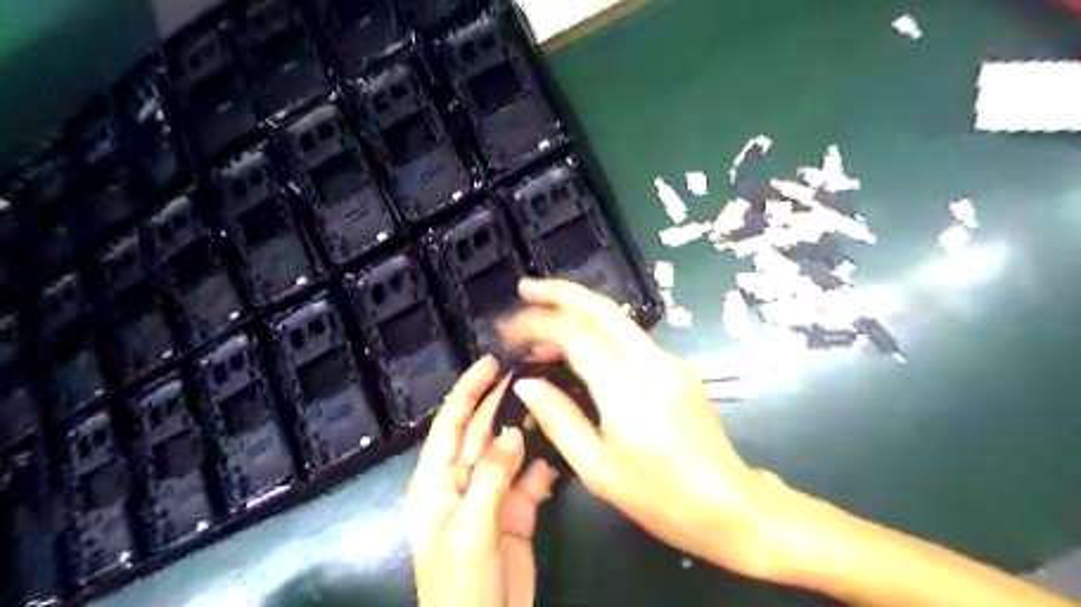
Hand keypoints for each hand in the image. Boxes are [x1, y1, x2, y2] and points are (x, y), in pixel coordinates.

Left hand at [406, 357, 556, 605]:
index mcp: (437, 482)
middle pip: (481, 432)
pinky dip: (544, 465)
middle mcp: (463, 482)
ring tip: (549, 401)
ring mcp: (492, 496)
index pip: (450, 425)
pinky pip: (530, 480)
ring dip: (526, 429)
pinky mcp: (517, 512)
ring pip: (509, 453)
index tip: (490, 363)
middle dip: (500, 402)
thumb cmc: (460, 585)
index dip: (467, 392)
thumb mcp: (469, 529)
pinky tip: (559, 449)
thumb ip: (491, 477)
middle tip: (529, 373)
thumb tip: (512, 433)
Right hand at [498, 278, 785, 577]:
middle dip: (560, 291)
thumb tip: (527, 383)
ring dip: (577, 311)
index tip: (508, 329)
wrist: (728, 504)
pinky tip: (577, 348)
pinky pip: (629, 338)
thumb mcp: (595, 467)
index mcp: (626, 385)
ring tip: (540, 322)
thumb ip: (558, 418)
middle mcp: (649, 359)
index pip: (574, 332)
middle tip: (525, 289)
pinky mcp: (675, 367)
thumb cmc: (659, 495)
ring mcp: (668, 360)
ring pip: (616, 318)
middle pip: (601, 307)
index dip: (537, 323)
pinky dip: (597, 332)